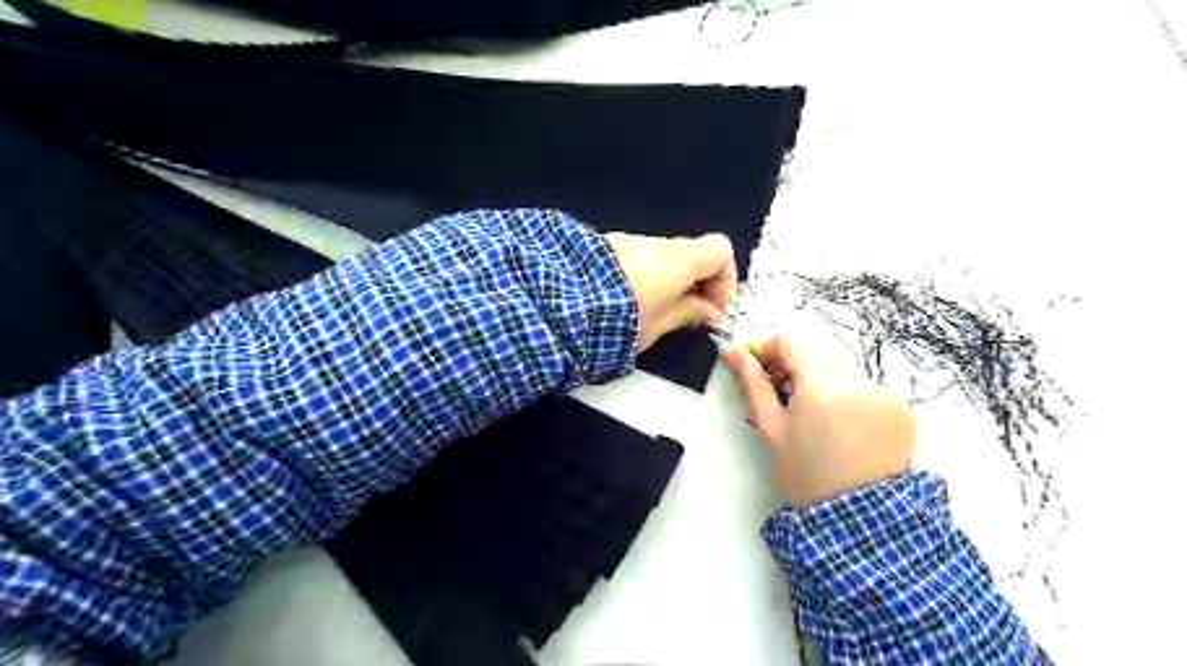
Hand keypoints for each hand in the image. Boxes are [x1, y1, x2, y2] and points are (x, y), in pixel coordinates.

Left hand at [607, 233, 738, 352]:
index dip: (724, 279)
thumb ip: (688, 314)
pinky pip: (639, 258)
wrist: (558, 305)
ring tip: (658, 313)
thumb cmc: (616, 321)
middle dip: (697, 283)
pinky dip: (647, 276)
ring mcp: (627, 241)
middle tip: (690, 315)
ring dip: (671, 280)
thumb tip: (709, 312)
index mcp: (677, 259)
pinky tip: (631, 302)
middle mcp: (654, 243)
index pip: (720, 250)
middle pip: (692, 253)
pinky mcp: (605, 248)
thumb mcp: (656, 326)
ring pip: (664, 257)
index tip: (713, 309)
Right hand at [724, 325, 914, 506]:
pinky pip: (867, 386)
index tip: (761, 368)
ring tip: (814, 413)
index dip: (770, 348)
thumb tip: (733, 351)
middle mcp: (859, 381)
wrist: (857, 519)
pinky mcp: (903, 408)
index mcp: (822, 385)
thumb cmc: (804, 474)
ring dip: (824, 378)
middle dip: (797, 364)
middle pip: (820, 351)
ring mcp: (886, 393)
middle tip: (783, 391)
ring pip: (844, 368)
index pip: (793, 341)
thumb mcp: (771, 428)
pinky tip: (843, 424)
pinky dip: (850, 394)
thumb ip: (753, 384)